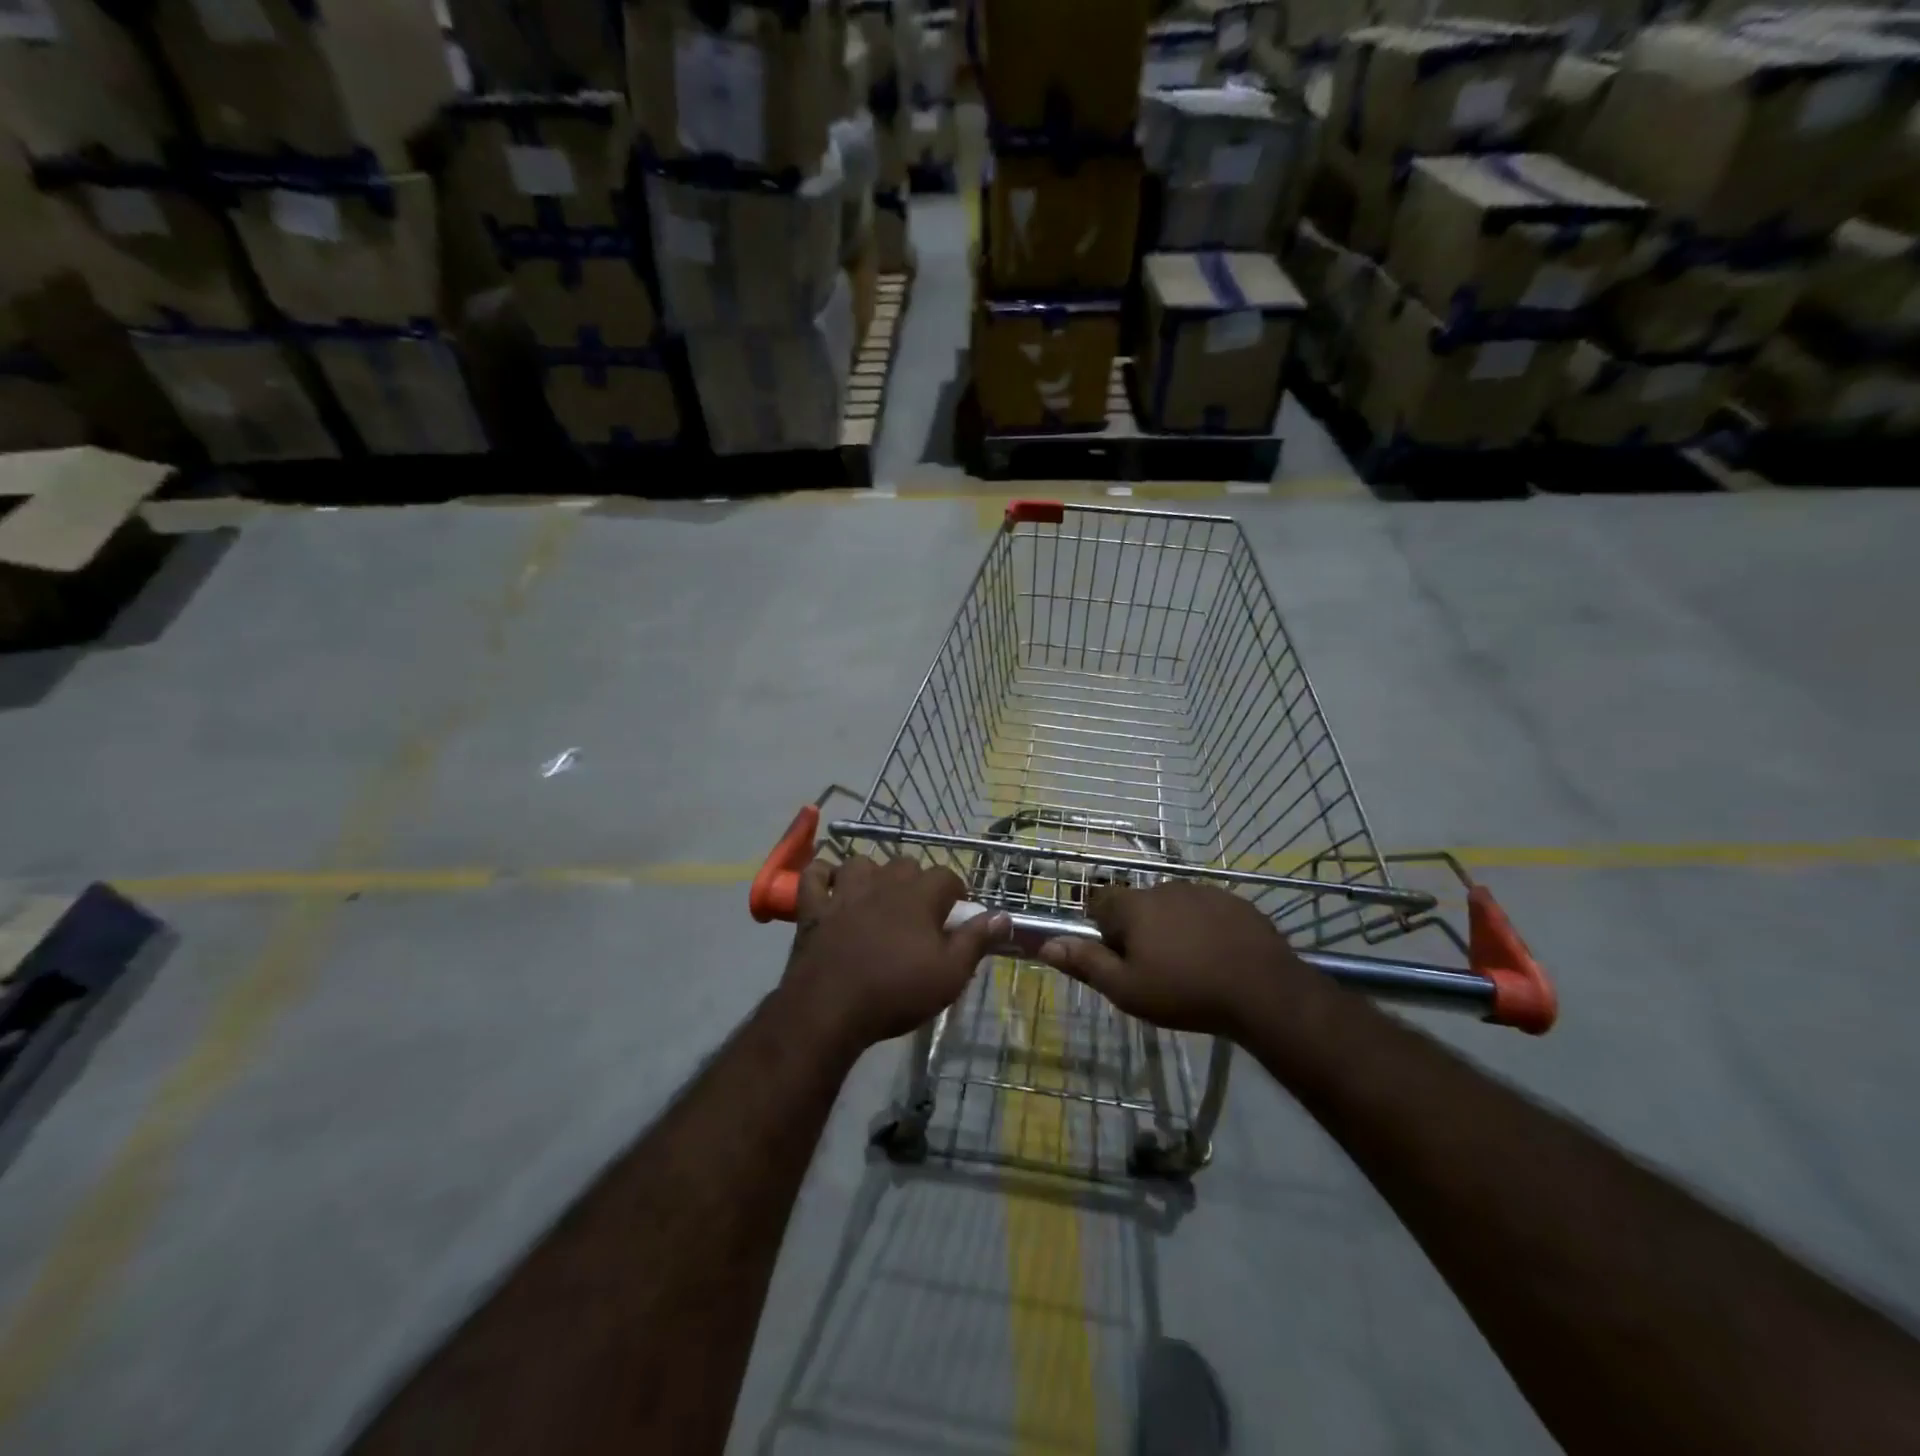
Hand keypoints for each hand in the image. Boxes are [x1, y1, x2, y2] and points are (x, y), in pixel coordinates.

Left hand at [781, 854, 1007, 1054]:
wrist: (830, 1009)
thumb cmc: (896, 991)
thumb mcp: (950, 974)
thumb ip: (976, 940)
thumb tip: (1002, 916)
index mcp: (919, 895)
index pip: (947, 876)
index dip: (956, 893)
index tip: (956, 916)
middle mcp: (883, 882)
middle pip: (906, 864)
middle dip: (916, 881)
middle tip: (919, 912)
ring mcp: (845, 892)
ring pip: (862, 863)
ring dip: (871, 874)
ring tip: (876, 898)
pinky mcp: (813, 907)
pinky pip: (814, 875)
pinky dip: (822, 875)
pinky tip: (830, 886)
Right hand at [1038, 881, 1315, 1035]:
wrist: (1265, 992)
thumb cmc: (1186, 992)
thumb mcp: (1127, 989)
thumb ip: (1086, 963)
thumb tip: (1047, 944)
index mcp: (1134, 906)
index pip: (1099, 901)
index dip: (1100, 927)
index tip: (1115, 956)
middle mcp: (1165, 887)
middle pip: (1137, 905)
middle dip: (1138, 930)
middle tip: (1153, 969)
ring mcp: (1203, 891)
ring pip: (1173, 907)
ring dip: (1172, 928)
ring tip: (1189, 966)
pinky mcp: (1235, 902)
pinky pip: (1206, 911)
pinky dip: (1204, 928)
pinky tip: (1218, 957)